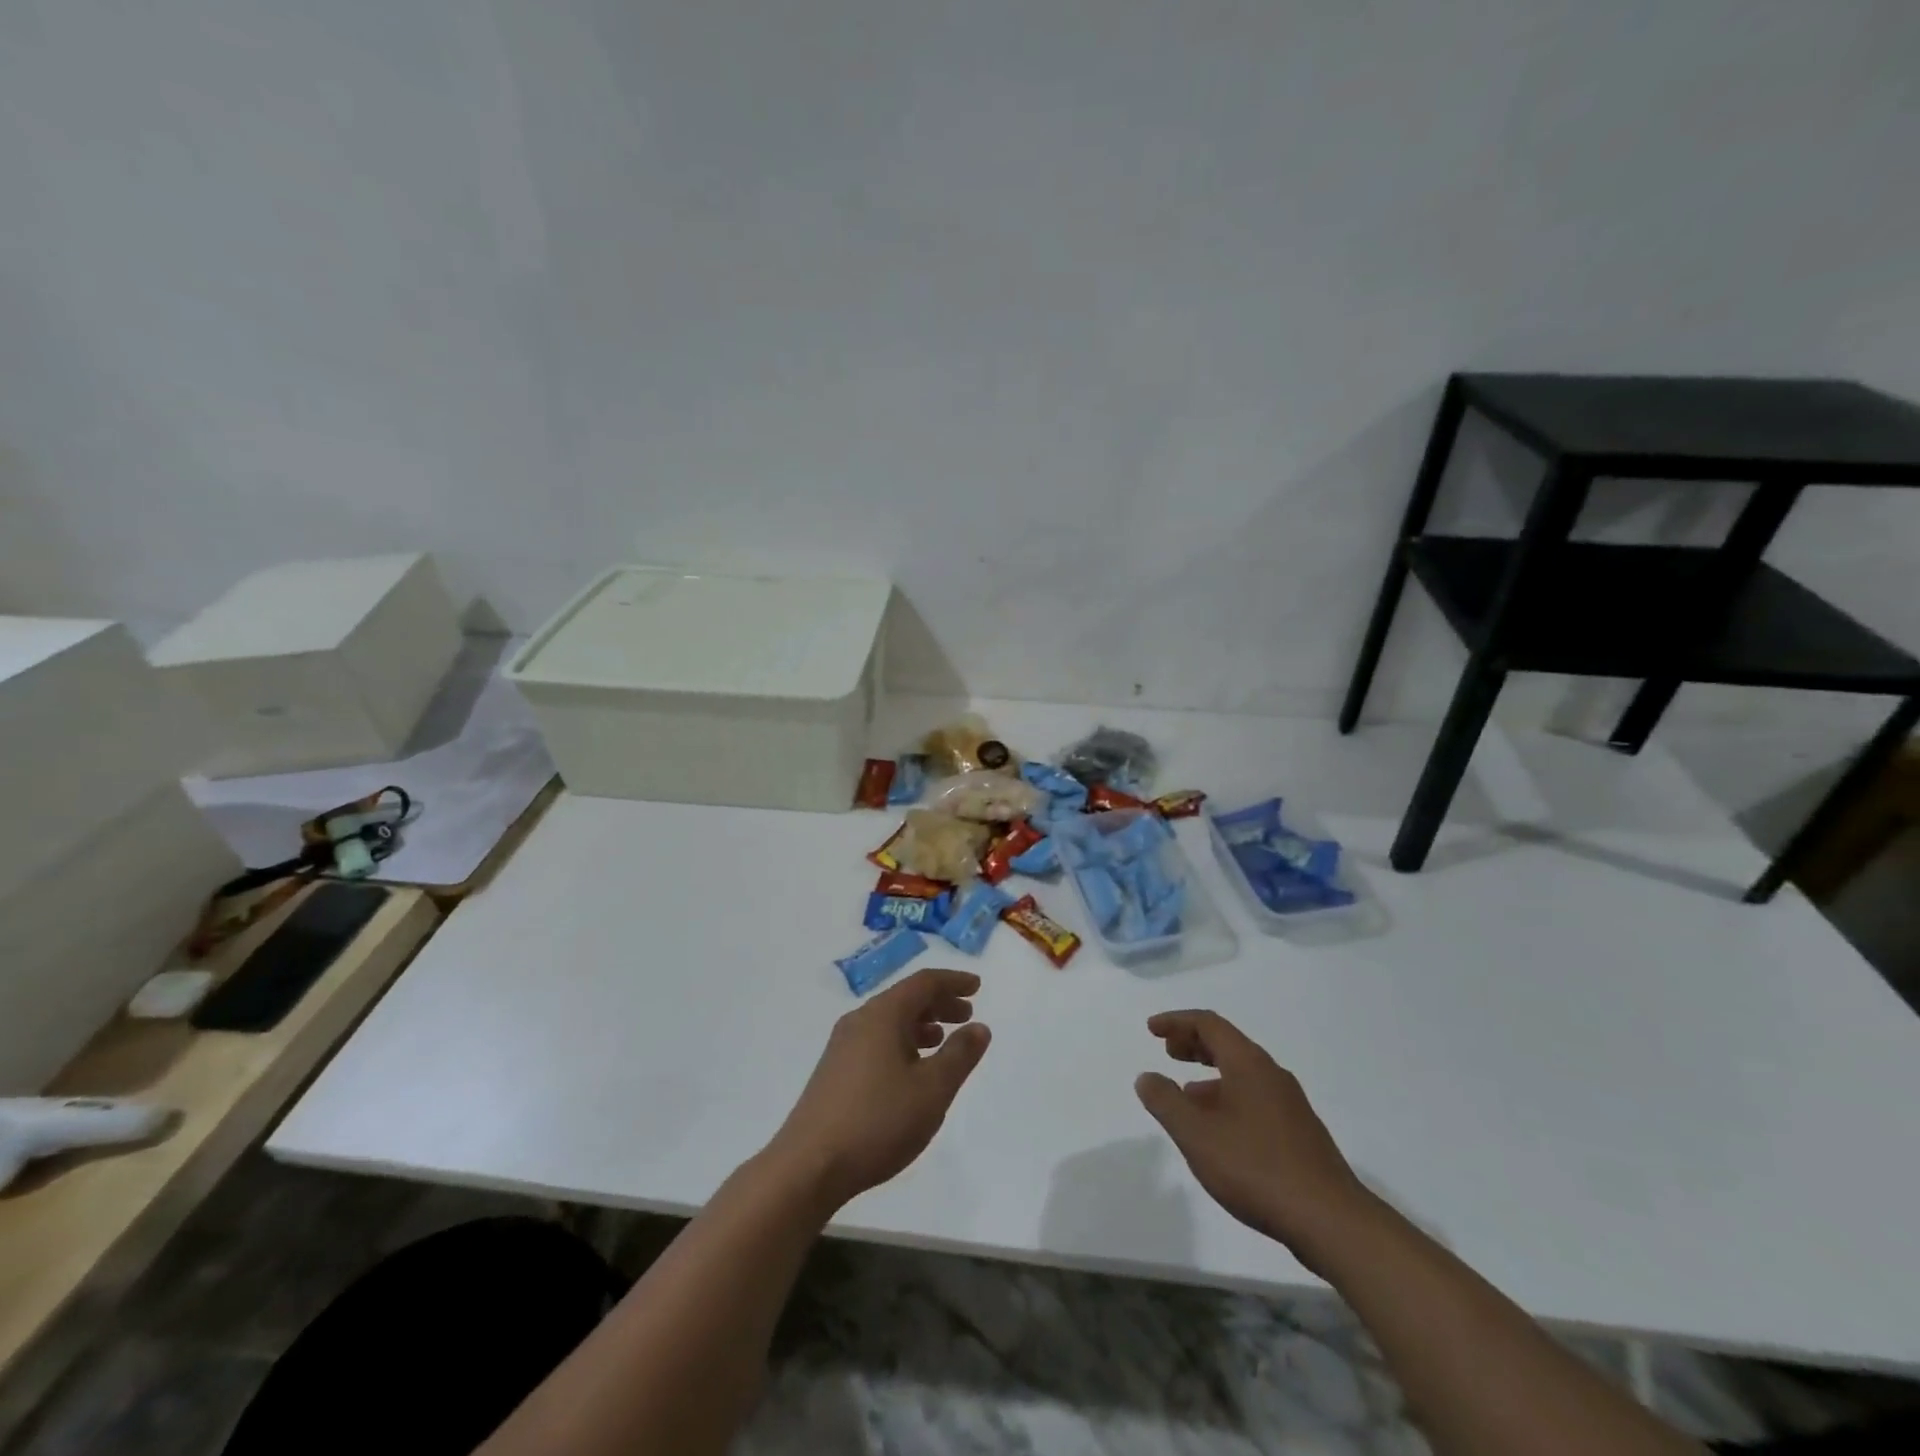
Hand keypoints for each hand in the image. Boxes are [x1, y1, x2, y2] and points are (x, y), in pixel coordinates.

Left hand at [767, 967, 990, 1212]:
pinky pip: (876, 1039)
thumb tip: (979, 1027)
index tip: (978, 986)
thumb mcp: (932, 1090)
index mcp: (883, 1014)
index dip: (954, 981)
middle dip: (939, 1003)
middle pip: (905, 998)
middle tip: (966, 1015)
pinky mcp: (834, 1070)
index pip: (924, 982)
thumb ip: (959, 1055)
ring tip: (943, 1040)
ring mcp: (842, 1045)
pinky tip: (911, 1069)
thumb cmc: (878, 1121)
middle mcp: (860, 1020)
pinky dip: (901, 1042)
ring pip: (890, 1020)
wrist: (808, 1167)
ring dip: (921, 1024)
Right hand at [1136, 1010, 1370, 1267]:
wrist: (1331, 1221)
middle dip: (1194, 1043)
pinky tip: (1219, 1131)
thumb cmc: (1256, 1168)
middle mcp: (1272, 1075)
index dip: (1176, 1021)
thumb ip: (1166, 1102)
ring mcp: (1290, 1105)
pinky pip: (1255, 1098)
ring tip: (1186, 1094)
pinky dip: (1228, 1098)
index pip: (1209, 1024)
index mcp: (1249, 1064)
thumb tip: (1146, 1077)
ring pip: (1242, 1074)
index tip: (1152, 1029)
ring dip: (1210, 1074)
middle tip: (1167, 1051)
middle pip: (1228, 1044)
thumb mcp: (1197, 1135)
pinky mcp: (1300, 1134)